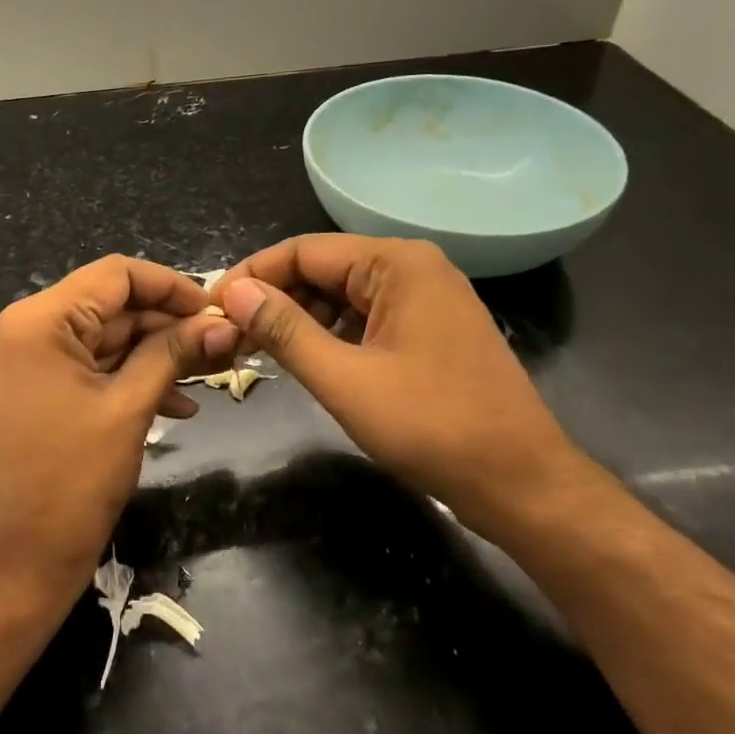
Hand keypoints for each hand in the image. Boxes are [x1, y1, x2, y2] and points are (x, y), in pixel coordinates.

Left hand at [0, 256, 239, 618]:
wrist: (13, 567)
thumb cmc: (70, 485)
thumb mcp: (129, 409)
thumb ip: (173, 353)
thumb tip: (221, 325)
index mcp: (33, 321)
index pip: (114, 275)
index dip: (171, 286)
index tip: (215, 310)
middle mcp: (16, 328)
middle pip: (107, 306)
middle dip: (165, 325)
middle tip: (219, 346)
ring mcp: (16, 360)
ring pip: (99, 338)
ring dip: (151, 355)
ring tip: (205, 374)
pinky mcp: (23, 388)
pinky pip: (82, 366)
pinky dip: (124, 377)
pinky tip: (174, 401)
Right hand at [214, 235, 591, 537]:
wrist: (522, 482)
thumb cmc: (433, 427)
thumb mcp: (345, 380)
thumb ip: (285, 330)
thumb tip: (234, 293)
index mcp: (396, 263)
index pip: (303, 251)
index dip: (253, 276)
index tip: (213, 308)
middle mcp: (413, 266)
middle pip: (323, 268)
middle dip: (275, 298)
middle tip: (232, 336)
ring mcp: (426, 297)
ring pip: (343, 293)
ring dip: (301, 318)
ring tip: (260, 350)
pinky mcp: (431, 327)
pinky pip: (366, 315)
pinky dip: (332, 332)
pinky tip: (308, 358)